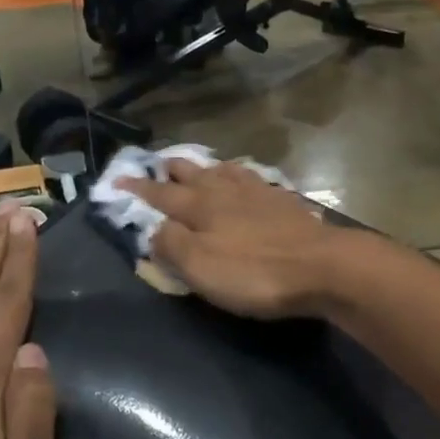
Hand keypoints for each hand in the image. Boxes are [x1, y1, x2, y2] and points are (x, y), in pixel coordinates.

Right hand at [120, 159, 336, 317]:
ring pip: (223, 171)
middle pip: (192, 173)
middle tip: (157, 165)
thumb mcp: (200, 268)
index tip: (117, 180)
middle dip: (170, 169)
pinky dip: (238, 174)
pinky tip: (244, 178)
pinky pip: (252, 178)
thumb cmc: (254, 273)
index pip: (160, 195)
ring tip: (198, 166)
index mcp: (199, 207)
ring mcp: (257, 192)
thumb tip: (153, 229)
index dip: (137, 189)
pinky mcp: (284, 201)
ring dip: (205, 167)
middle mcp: (225, 191)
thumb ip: (171, 246)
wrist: (322, 266)